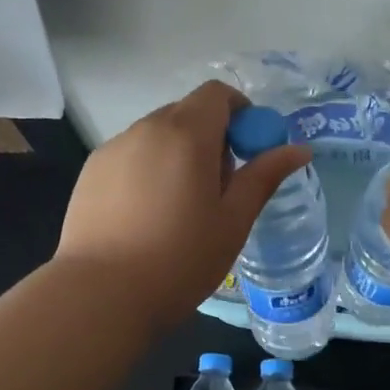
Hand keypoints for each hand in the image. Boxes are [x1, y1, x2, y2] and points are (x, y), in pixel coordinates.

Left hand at [55, 81, 310, 329]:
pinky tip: (145, 215)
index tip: (247, 150)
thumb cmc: (180, 259)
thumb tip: (299, 149)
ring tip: (179, 207)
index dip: (239, 112)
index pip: (217, 94)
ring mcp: (113, 148)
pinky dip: (147, 169)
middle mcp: (146, 129)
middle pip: (186, 112)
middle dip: (210, 136)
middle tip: (218, 187)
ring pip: (156, 135)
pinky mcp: (90, 171)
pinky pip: (130, 155)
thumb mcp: (233, 220)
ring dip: (177, 153)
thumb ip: (264, 176)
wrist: (100, 294)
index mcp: (186, 133)